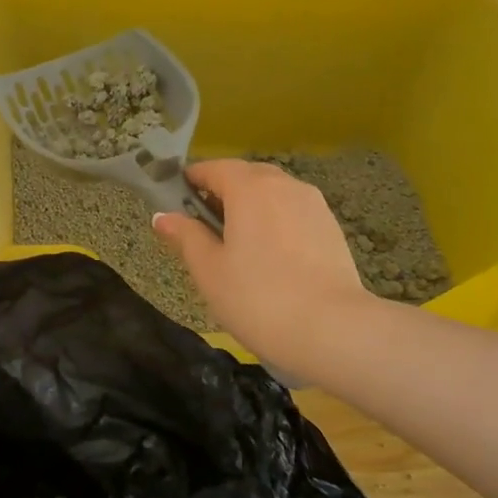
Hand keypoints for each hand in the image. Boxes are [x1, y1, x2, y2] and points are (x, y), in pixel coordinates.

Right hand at [153, 158, 374, 379]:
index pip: (213, 168)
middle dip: (221, 193)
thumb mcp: (209, 270)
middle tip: (203, 229)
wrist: (333, 330)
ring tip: (237, 245)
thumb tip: (163, 216)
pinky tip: (270, 257)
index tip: (176, 203)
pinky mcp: (331, 226)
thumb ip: (185, 236)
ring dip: (250, 207)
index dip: (191, 181)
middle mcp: (283, 184)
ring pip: (272, 193)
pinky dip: (275, 222)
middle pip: (245, 176)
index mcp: (249, 187)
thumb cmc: (258, 298)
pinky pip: (292, 212)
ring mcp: (313, 204)